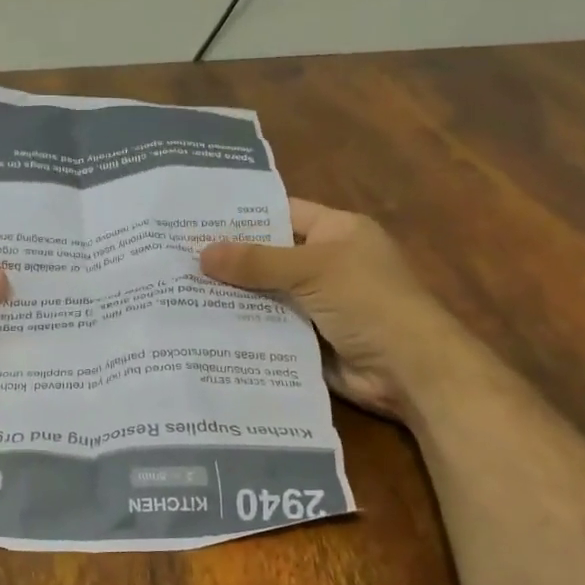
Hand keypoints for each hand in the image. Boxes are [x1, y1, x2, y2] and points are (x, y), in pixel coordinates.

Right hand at [200, 199, 438, 418]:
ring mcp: (317, 303)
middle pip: (269, 256)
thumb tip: (202, 253)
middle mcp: (326, 263)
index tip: (196, 219)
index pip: (283, 213)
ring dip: (231, 296)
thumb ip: (257, 262)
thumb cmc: (369, 302)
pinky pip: (269, 327)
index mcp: (337, 232)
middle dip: (228, 260)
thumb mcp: (313, 270)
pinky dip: (243, 328)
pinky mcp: (309, 338)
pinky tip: (202, 327)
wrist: (409, 371)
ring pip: (265, 294)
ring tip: (177, 292)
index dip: (243, 215)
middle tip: (175, 258)